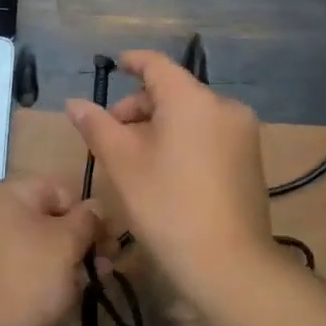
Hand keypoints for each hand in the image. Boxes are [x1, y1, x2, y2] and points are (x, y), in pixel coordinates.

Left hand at [0, 177, 100, 325]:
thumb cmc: (28, 278)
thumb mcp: (68, 243)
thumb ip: (87, 219)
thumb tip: (95, 208)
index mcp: (0, 191)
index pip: (57, 191)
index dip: (87, 215)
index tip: (106, 244)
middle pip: (42, 216)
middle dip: (76, 240)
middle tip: (103, 267)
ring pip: (29, 240)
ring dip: (61, 257)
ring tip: (87, 283)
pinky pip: (12, 259)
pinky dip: (36, 270)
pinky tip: (59, 292)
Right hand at [65, 50, 273, 289]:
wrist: (229, 263)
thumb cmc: (167, 205)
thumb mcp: (122, 163)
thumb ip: (96, 125)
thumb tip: (74, 102)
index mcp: (192, 99)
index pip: (157, 65)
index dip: (133, 61)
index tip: (114, 65)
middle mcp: (224, 107)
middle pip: (174, 92)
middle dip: (138, 107)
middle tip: (110, 135)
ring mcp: (243, 134)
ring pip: (191, 115)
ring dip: (159, 126)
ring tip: (134, 158)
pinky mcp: (250, 160)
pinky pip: (209, 135)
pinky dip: (183, 140)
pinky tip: (165, 172)